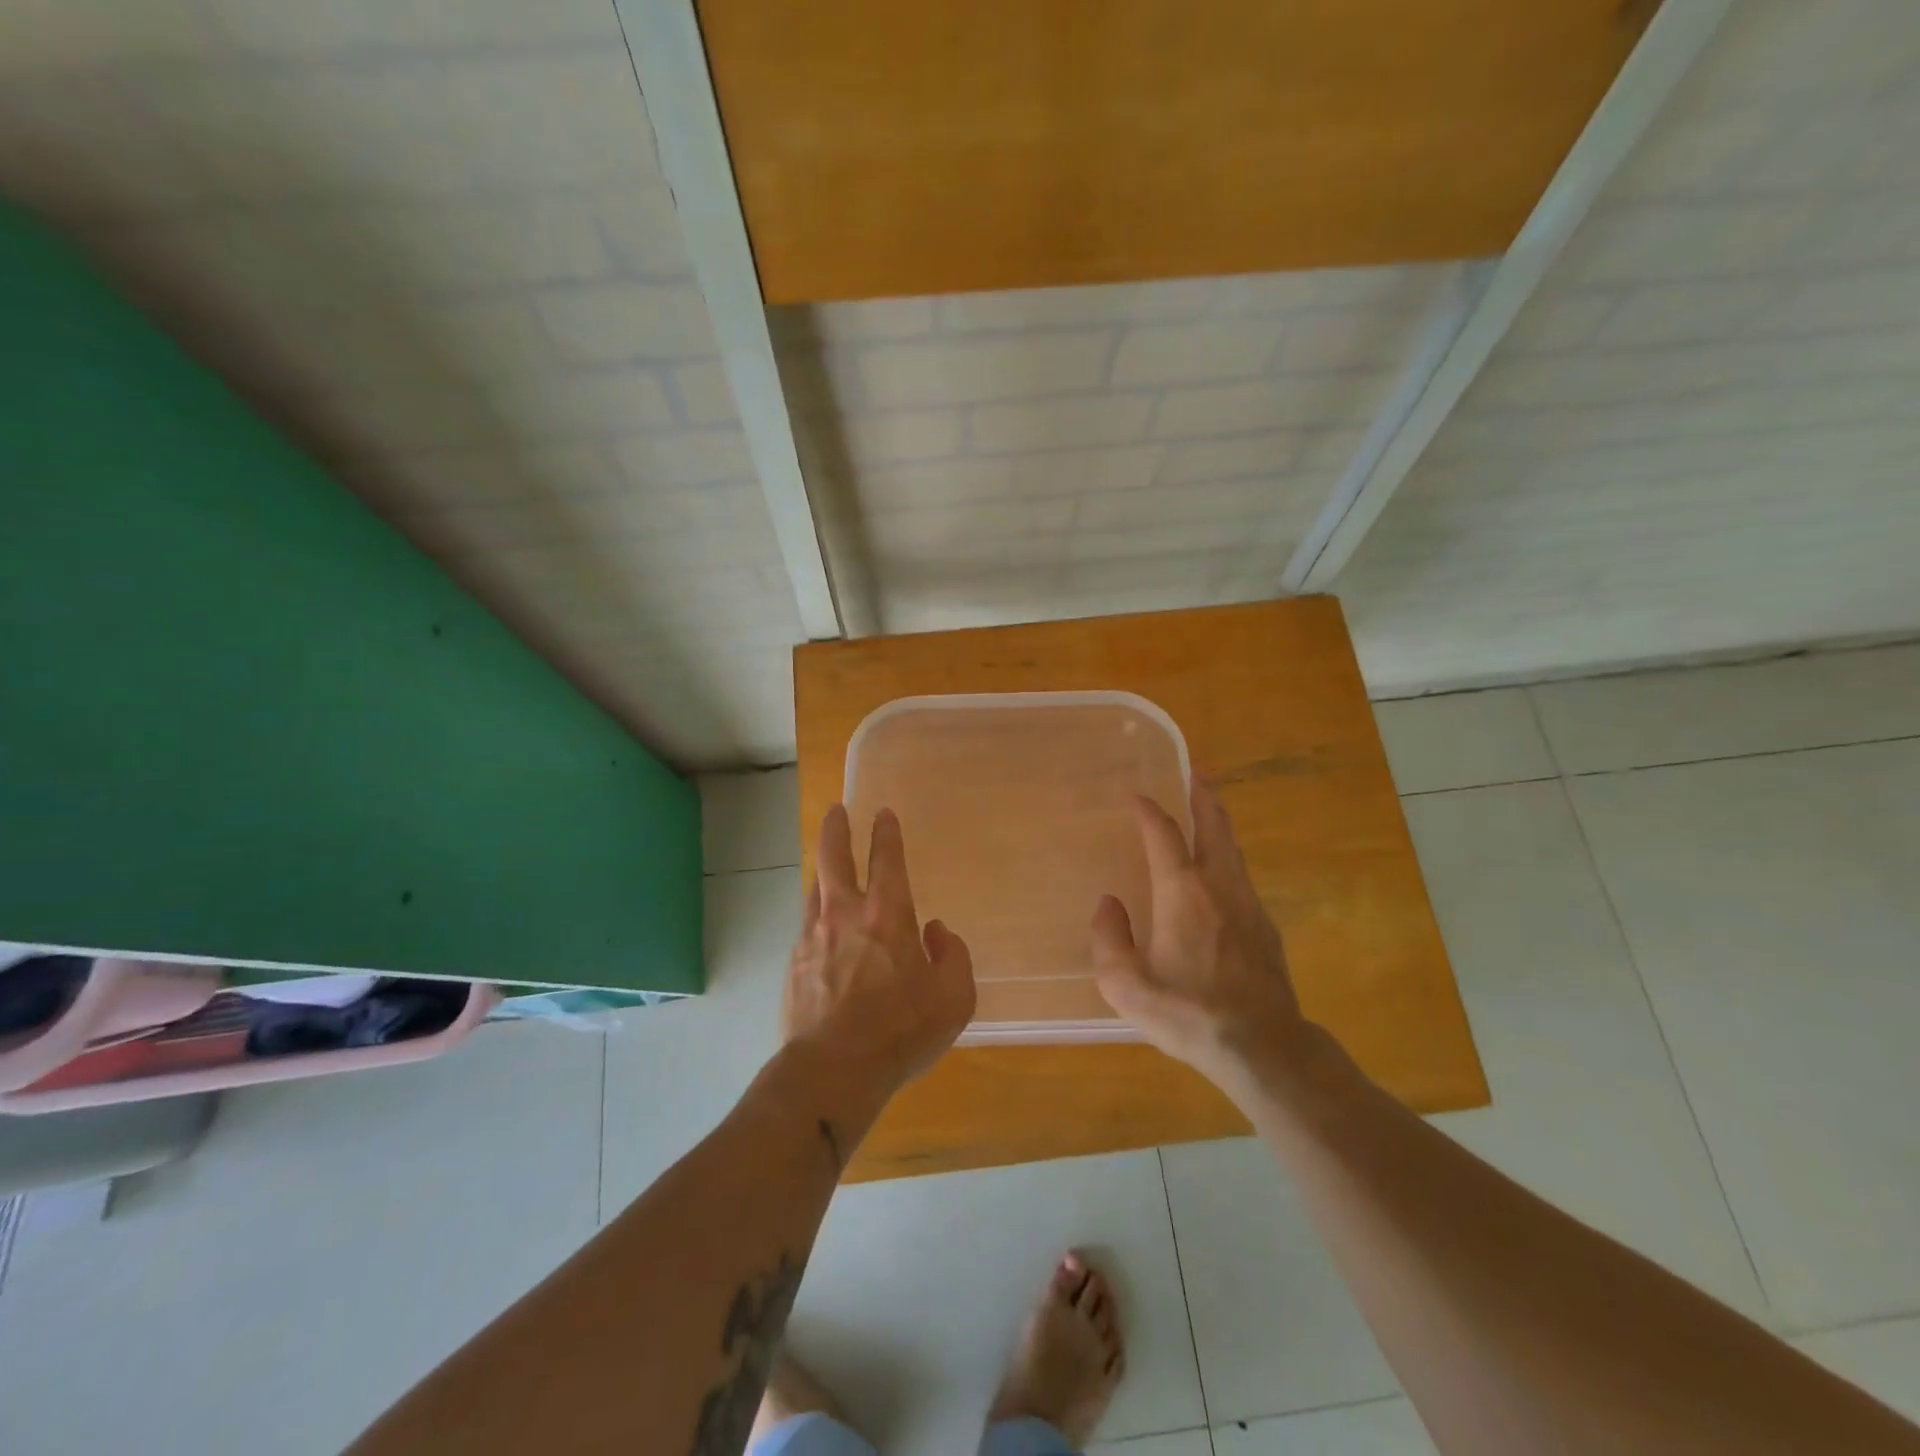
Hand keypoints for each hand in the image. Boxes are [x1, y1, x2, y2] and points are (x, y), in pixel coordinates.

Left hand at [783, 804, 976, 1096]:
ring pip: (815, 889)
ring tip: (827, 869)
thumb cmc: (900, 1031)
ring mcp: (813, 937)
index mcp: (888, 915)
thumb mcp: (953, 998)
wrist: (832, 1070)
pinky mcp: (793, 964)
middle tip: (835, 811)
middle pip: (833, 857)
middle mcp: (845, 914)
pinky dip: (817, 917)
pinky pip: (807, 927)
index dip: (886, 832)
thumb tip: (935, 931)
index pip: (886, 858)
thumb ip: (952, 956)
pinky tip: (821, 932)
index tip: (883, 814)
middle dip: (835, 829)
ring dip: (823, 872)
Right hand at [1090, 782, 1311, 1096]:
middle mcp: (1218, 887)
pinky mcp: (1265, 927)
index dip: (1149, 811)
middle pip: (1214, 826)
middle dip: (1203, 794)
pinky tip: (1219, 874)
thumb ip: (1108, 940)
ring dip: (1218, 822)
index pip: (1164, 835)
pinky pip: (1241, 876)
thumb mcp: (1127, 987)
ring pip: (1233, 849)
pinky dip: (1227, 857)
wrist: (1262, 1047)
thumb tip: (1108, 906)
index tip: (1137, 796)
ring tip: (1207, 809)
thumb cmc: (1189, 1014)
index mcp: (1182, 893)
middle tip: (1195, 770)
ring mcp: (1248, 905)